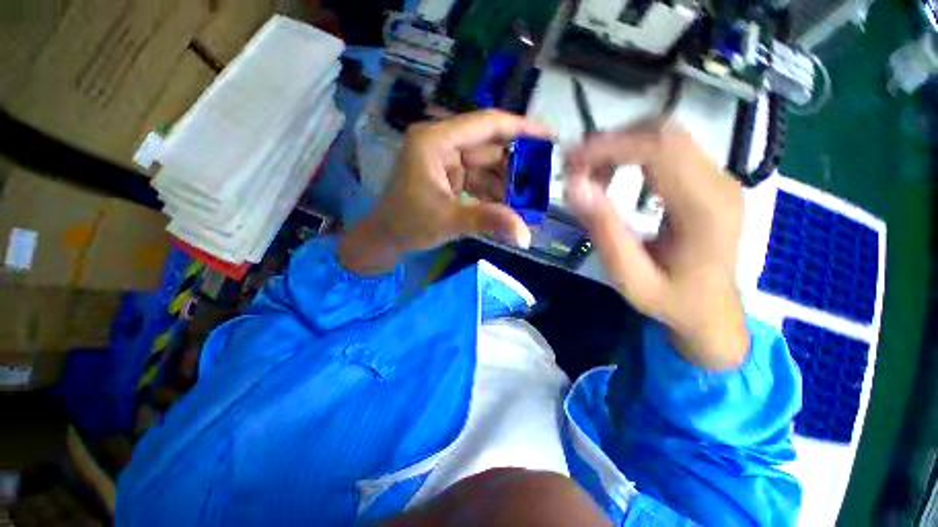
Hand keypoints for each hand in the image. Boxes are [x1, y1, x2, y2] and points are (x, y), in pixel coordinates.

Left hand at [340, 110, 551, 275]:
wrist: (385, 238)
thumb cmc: (409, 224)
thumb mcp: (449, 220)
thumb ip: (489, 221)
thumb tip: (525, 235)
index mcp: (436, 141)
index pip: (486, 124)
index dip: (520, 128)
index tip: (549, 137)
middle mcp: (442, 144)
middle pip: (488, 147)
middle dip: (515, 165)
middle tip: (543, 181)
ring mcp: (445, 161)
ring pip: (485, 165)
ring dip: (505, 182)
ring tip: (529, 199)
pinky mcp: (448, 177)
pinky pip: (477, 179)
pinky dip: (492, 191)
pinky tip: (508, 205)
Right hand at [565, 124, 747, 370]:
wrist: (713, 310)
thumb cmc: (672, 301)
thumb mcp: (631, 279)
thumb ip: (605, 233)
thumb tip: (574, 186)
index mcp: (706, 210)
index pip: (660, 150)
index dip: (610, 147)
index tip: (571, 162)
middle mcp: (720, 183)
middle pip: (664, 132)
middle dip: (611, 143)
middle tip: (576, 168)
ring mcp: (719, 177)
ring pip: (665, 134)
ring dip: (620, 146)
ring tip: (591, 175)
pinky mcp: (709, 179)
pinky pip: (668, 148)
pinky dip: (632, 153)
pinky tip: (613, 176)